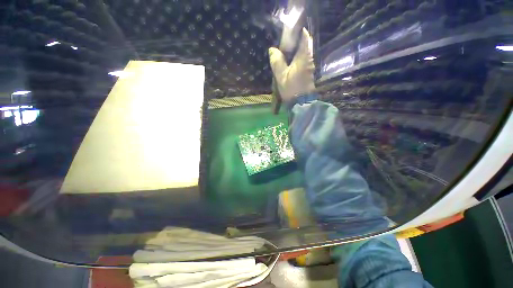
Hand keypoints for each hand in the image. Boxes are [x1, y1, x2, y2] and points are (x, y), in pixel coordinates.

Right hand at [268, 28, 314, 102]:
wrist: (301, 104)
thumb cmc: (291, 89)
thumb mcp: (281, 75)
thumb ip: (277, 61)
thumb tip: (272, 50)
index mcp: (303, 56)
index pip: (304, 36)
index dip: (297, 31)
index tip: (287, 34)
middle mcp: (309, 59)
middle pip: (303, 44)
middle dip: (294, 43)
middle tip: (282, 47)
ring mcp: (309, 66)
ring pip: (302, 54)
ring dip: (294, 53)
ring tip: (283, 56)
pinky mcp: (308, 73)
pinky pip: (302, 62)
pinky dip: (295, 60)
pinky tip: (287, 65)